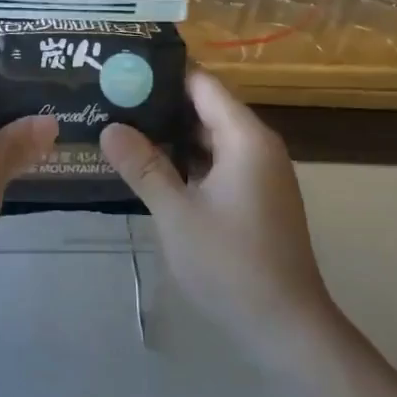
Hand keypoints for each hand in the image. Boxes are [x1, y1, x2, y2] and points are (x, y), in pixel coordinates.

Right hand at [100, 71, 335, 356]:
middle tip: (110, 97)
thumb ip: (143, 166)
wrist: (287, 327)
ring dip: (170, 133)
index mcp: (245, 138)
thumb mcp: (176, 213)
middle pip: (205, 107)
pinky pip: (216, 161)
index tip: (121, 69)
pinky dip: (185, 159)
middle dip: (159, 103)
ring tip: (120, 125)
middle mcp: (257, 146)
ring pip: (209, 137)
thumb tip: (109, 127)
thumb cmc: (231, 264)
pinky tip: (149, 165)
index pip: (202, 84)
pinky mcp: (255, 197)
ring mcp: (258, 173)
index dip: (162, 73)